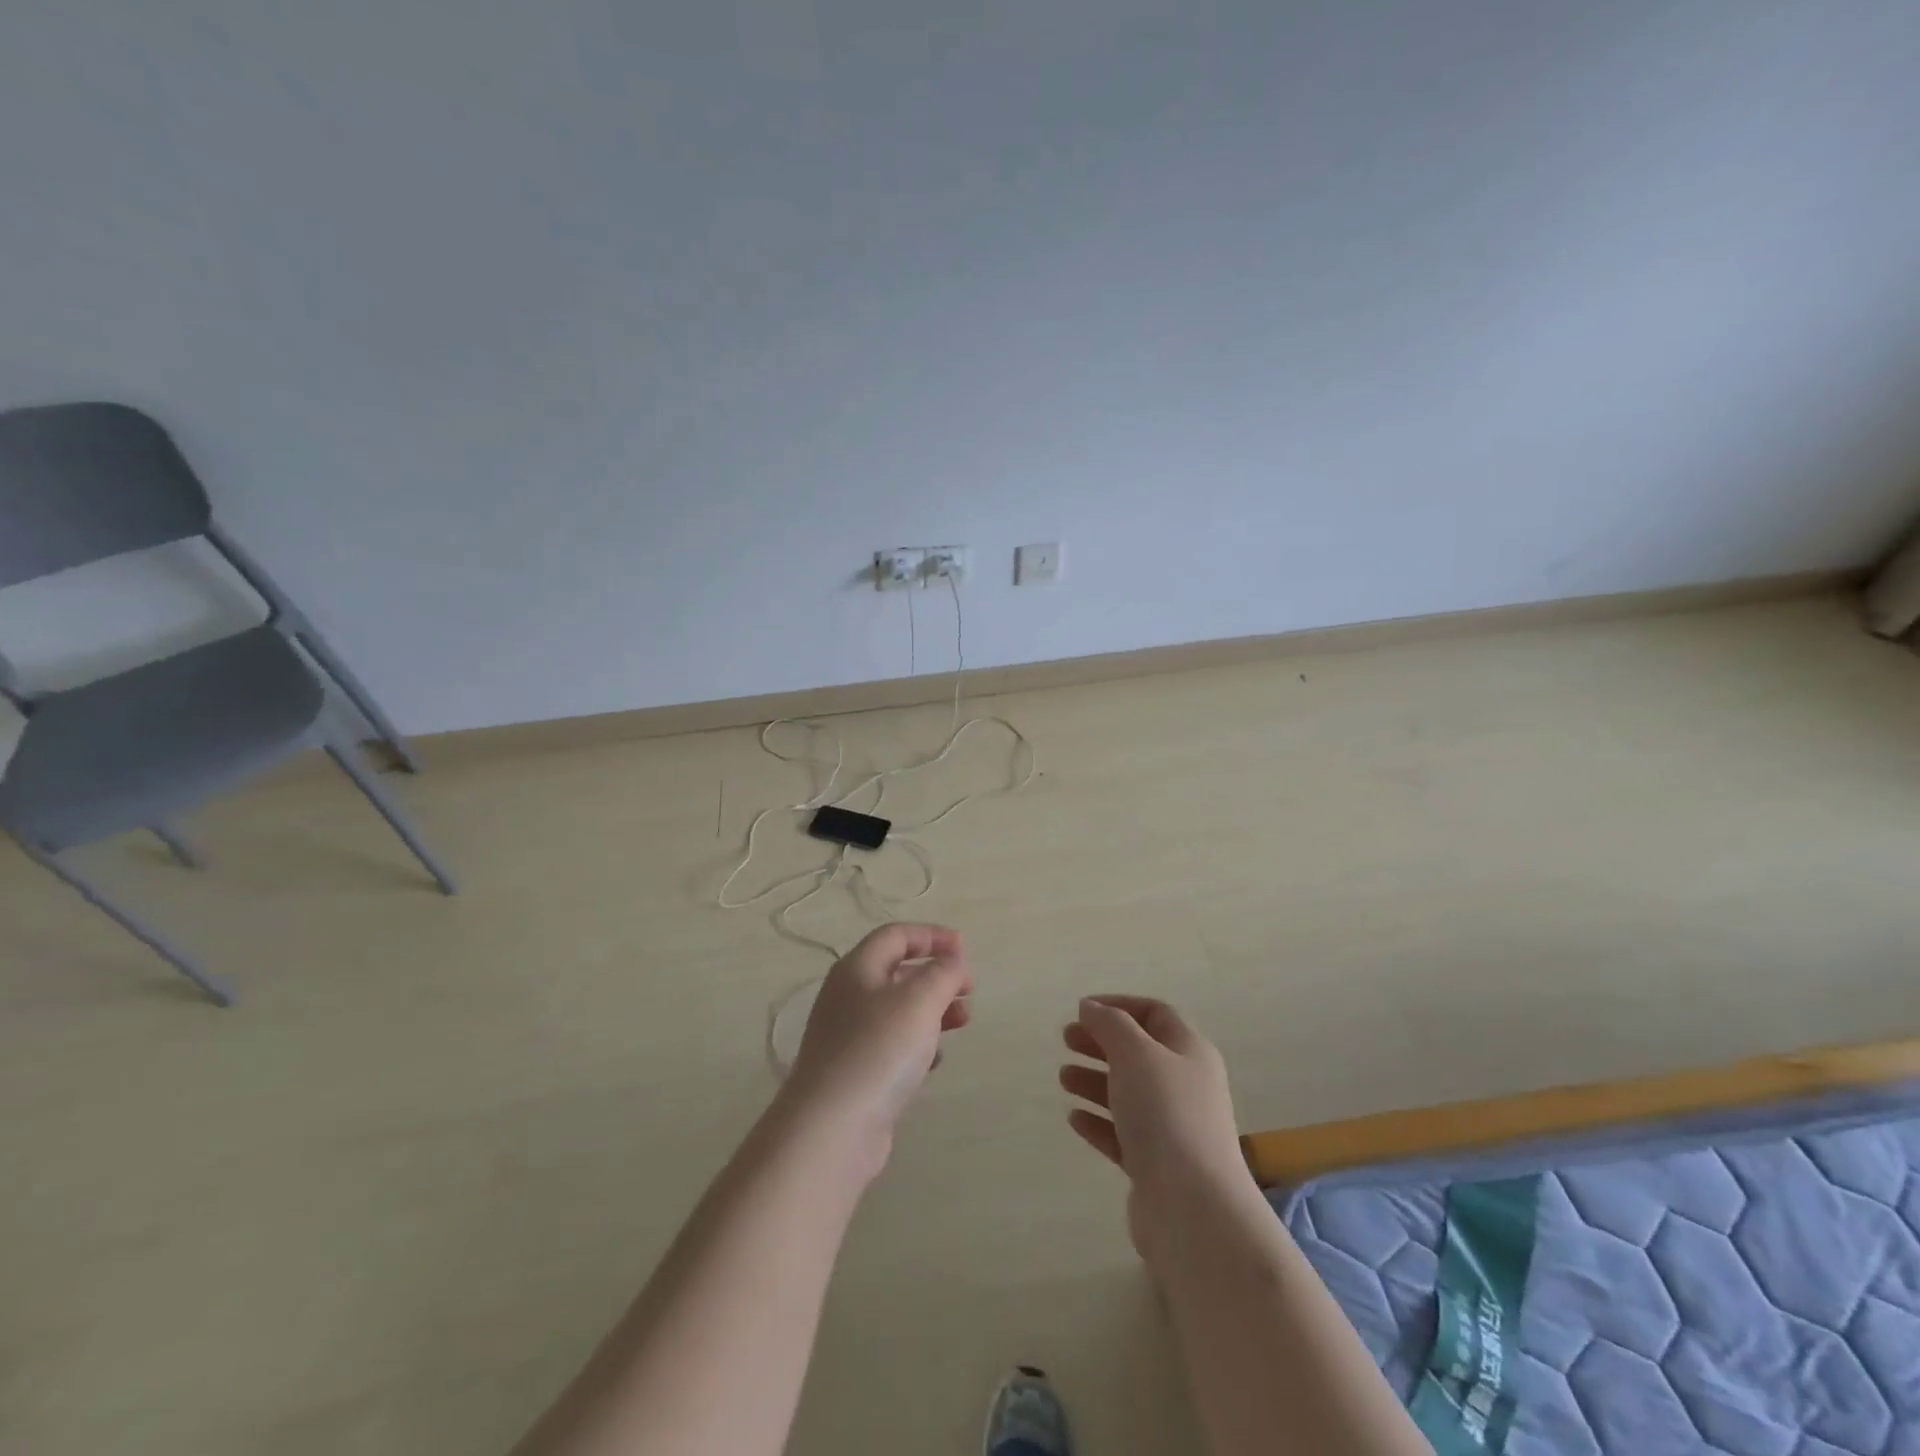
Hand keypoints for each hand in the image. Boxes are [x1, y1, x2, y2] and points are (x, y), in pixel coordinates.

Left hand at [780, 924, 972, 1171]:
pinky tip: (935, 1061)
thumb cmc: (879, 1050)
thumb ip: (942, 973)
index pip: (895, 935)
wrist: (832, 1129)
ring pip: (898, 1010)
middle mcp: (848, 996)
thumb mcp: (920, 1000)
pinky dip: (918, 1044)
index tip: (964, 948)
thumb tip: (952, 961)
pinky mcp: (855, 1072)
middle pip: (897, 972)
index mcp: (857, 968)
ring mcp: (848, 1036)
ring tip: (963, 1021)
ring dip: (933, 1010)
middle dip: (936, 975)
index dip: (931, 935)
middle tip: (968, 990)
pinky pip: (892, 1045)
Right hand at [1060, 996, 1246, 1253]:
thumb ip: (1110, 1024)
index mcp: (1189, 1052)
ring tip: (1063, 1079)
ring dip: (1094, 1081)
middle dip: (1101, 1043)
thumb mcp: (1135, 1053)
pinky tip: (1075, 1118)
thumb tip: (1091, 1008)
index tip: (1081, 1010)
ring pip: (1128, 1093)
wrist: (1193, 1208)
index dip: (1118, 1006)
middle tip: (1066, 1040)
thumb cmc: (1166, 1114)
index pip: (1155, 1014)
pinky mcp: (1156, 1166)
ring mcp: (1172, 1128)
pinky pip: (1123, 1134)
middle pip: (1138, 1053)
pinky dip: (1098, 1122)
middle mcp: (1185, 1086)